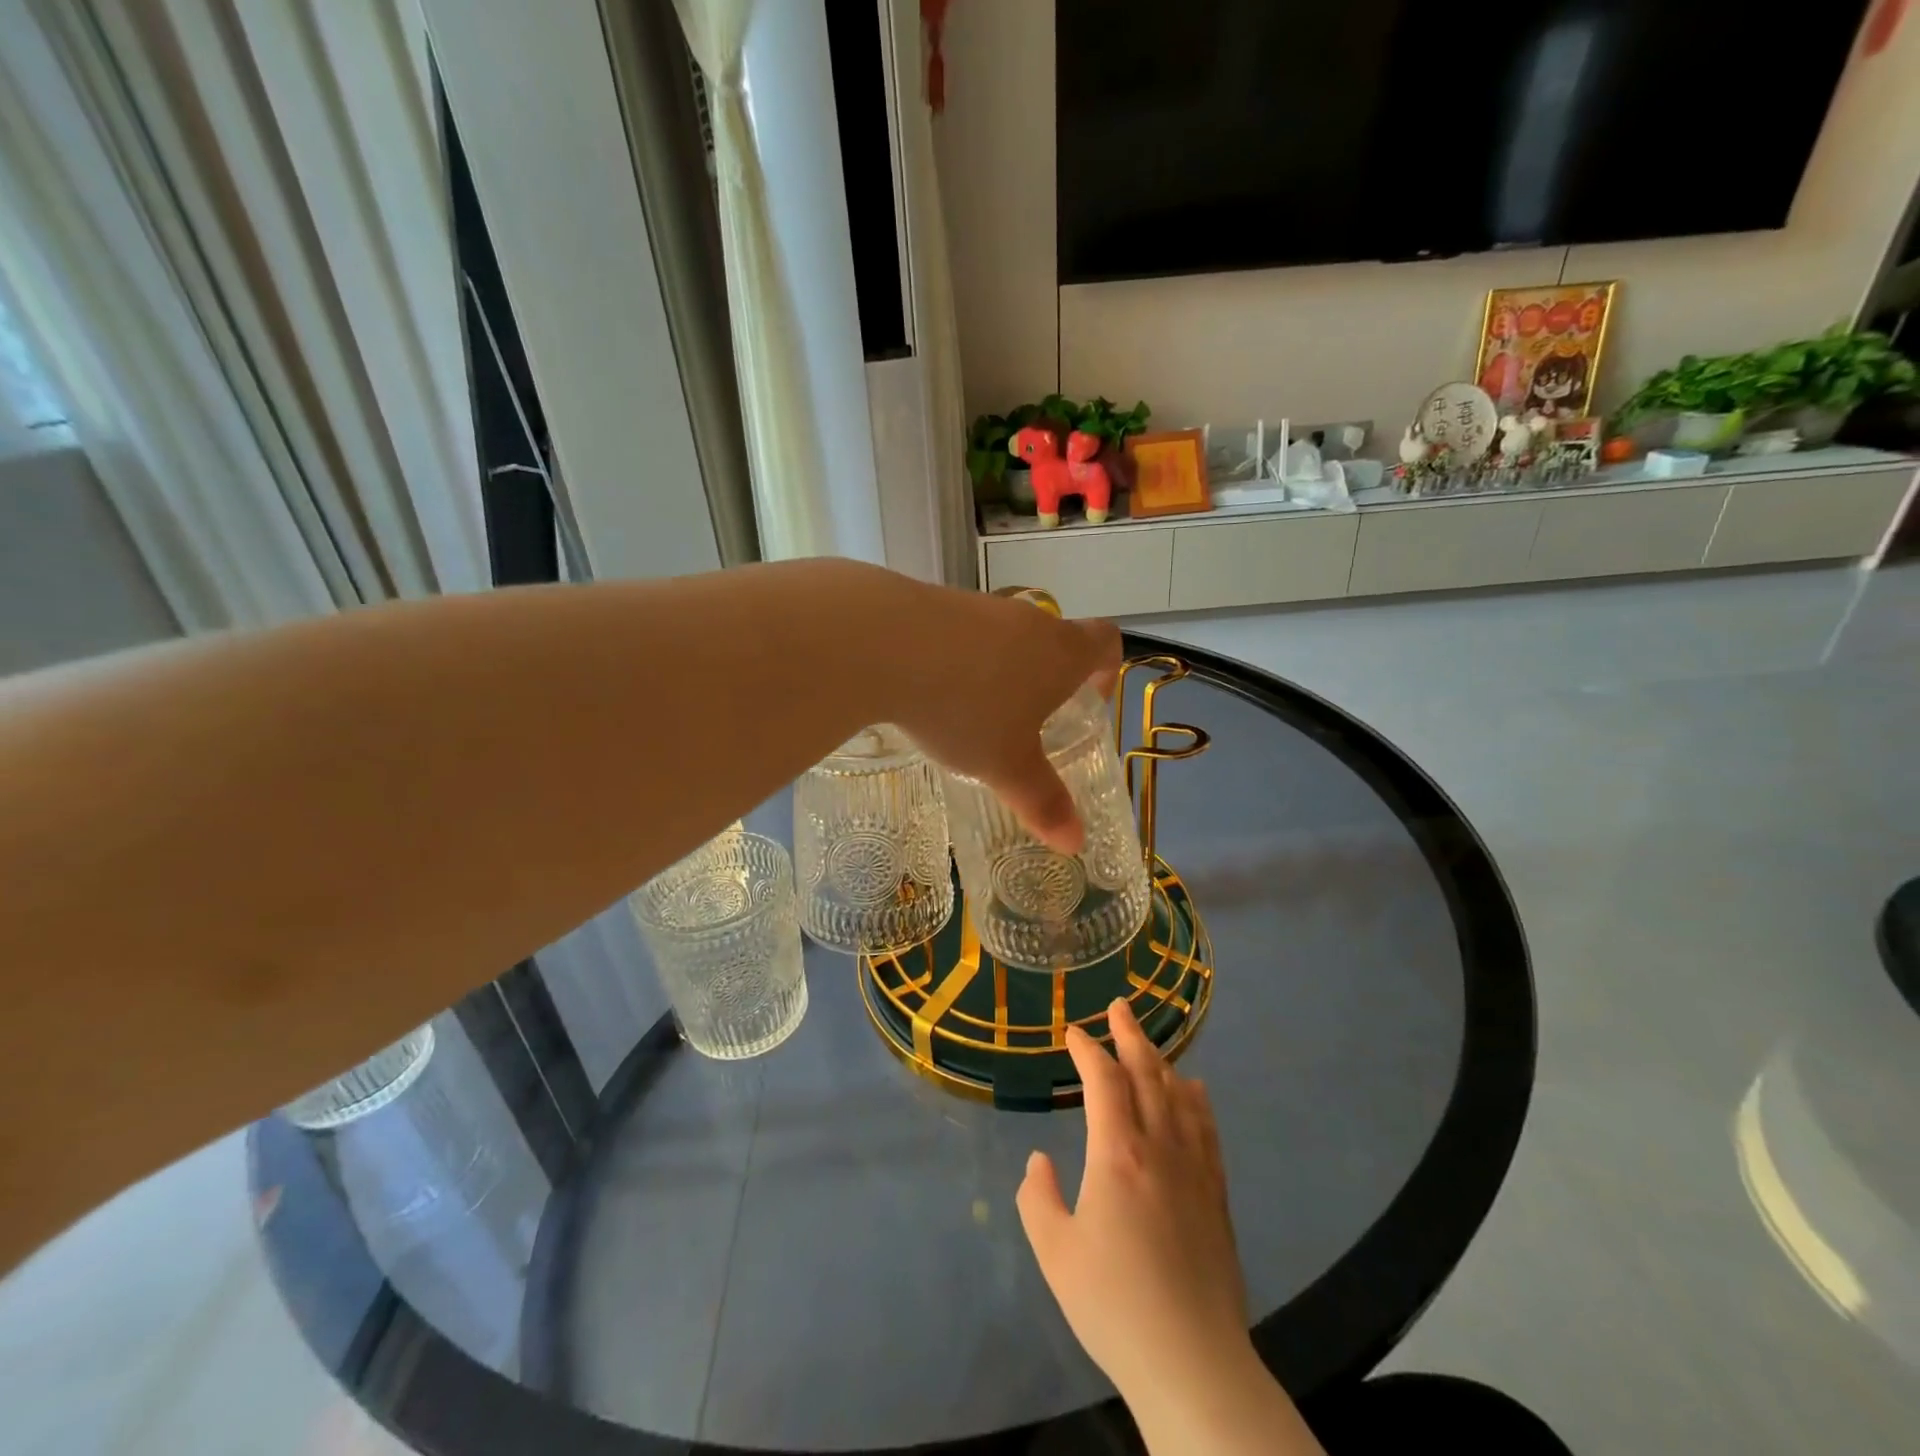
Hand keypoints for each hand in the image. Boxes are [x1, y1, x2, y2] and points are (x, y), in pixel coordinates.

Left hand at [886, 580, 1119, 853]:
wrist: (882, 644)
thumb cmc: (964, 708)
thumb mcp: (1005, 765)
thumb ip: (1041, 801)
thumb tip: (1075, 843)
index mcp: (1060, 652)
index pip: (1105, 641)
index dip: (1106, 669)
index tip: (1087, 701)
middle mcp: (1026, 619)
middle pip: (1052, 639)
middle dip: (1046, 680)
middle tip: (1026, 723)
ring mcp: (977, 605)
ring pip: (1003, 637)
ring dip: (998, 670)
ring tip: (970, 714)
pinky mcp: (932, 601)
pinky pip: (958, 634)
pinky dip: (955, 660)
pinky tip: (926, 691)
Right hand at [1016, 998, 1249, 1402]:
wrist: (1192, 1361)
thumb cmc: (1114, 1305)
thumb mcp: (1055, 1253)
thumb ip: (1038, 1199)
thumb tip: (1039, 1162)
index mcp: (1117, 1154)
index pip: (1103, 1081)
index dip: (1087, 1050)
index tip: (1073, 1033)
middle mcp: (1159, 1147)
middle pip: (1147, 1073)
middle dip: (1130, 1035)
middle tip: (1119, 1007)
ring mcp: (1194, 1168)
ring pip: (1179, 1095)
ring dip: (1161, 1061)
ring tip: (1148, 1042)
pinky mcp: (1217, 1193)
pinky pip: (1207, 1129)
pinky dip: (1197, 1100)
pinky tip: (1195, 1090)